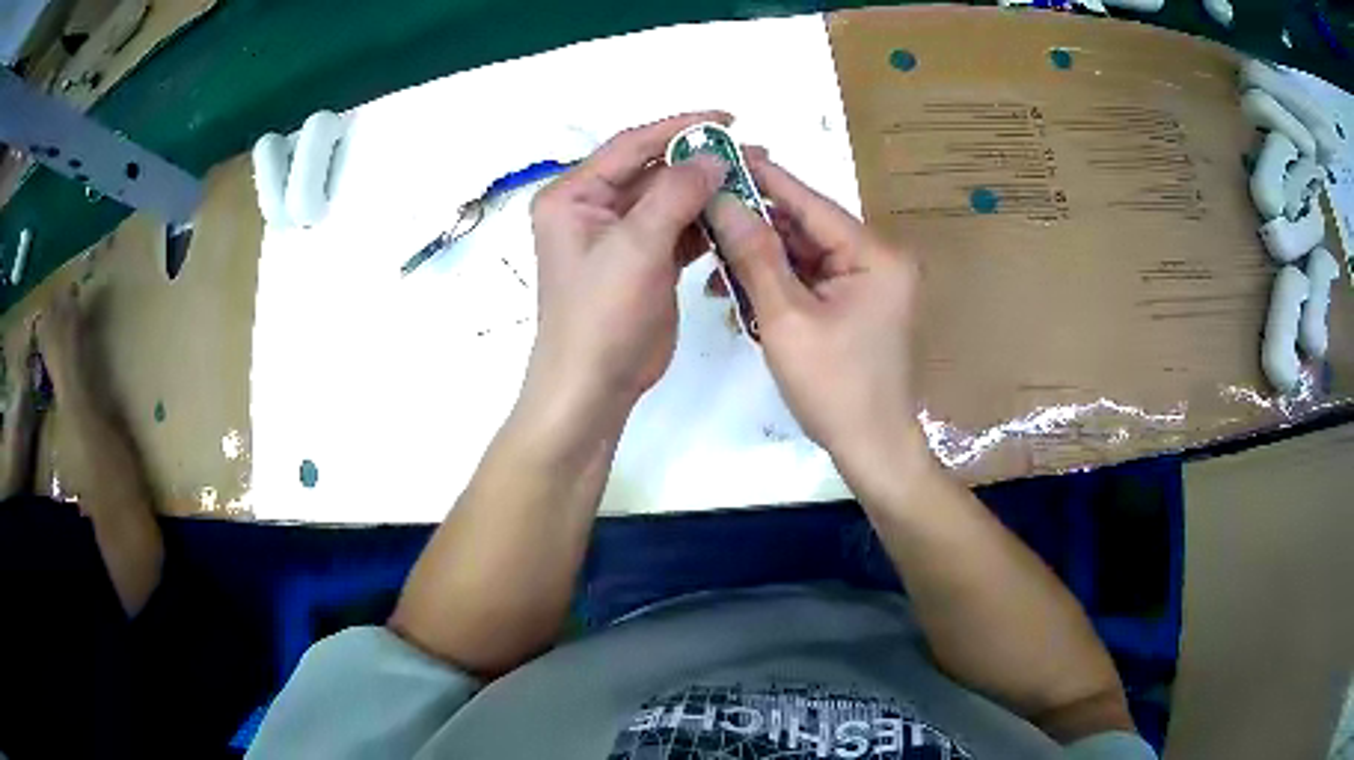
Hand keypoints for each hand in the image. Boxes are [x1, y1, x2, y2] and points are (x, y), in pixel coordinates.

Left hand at [521, 112, 729, 429]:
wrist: (594, 385)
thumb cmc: (602, 314)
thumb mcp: (636, 246)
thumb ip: (675, 194)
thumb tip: (712, 155)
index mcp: (574, 195)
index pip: (630, 146)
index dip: (679, 127)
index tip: (727, 119)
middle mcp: (593, 208)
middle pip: (652, 171)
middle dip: (700, 162)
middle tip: (752, 152)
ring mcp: (620, 236)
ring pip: (670, 199)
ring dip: (707, 191)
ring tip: (753, 179)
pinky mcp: (644, 260)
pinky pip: (679, 229)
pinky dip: (706, 222)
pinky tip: (737, 215)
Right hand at [706, 156, 927, 466]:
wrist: (871, 448)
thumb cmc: (834, 388)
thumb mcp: (787, 319)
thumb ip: (754, 255)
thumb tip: (721, 198)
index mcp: (875, 254)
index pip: (810, 202)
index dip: (763, 178)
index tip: (722, 153)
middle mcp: (878, 258)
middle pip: (805, 227)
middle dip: (754, 227)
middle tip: (703, 216)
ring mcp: (869, 282)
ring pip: (802, 254)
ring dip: (760, 260)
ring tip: (714, 269)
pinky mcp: (856, 303)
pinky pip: (809, 279)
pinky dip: (776, 284)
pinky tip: (741, 294)